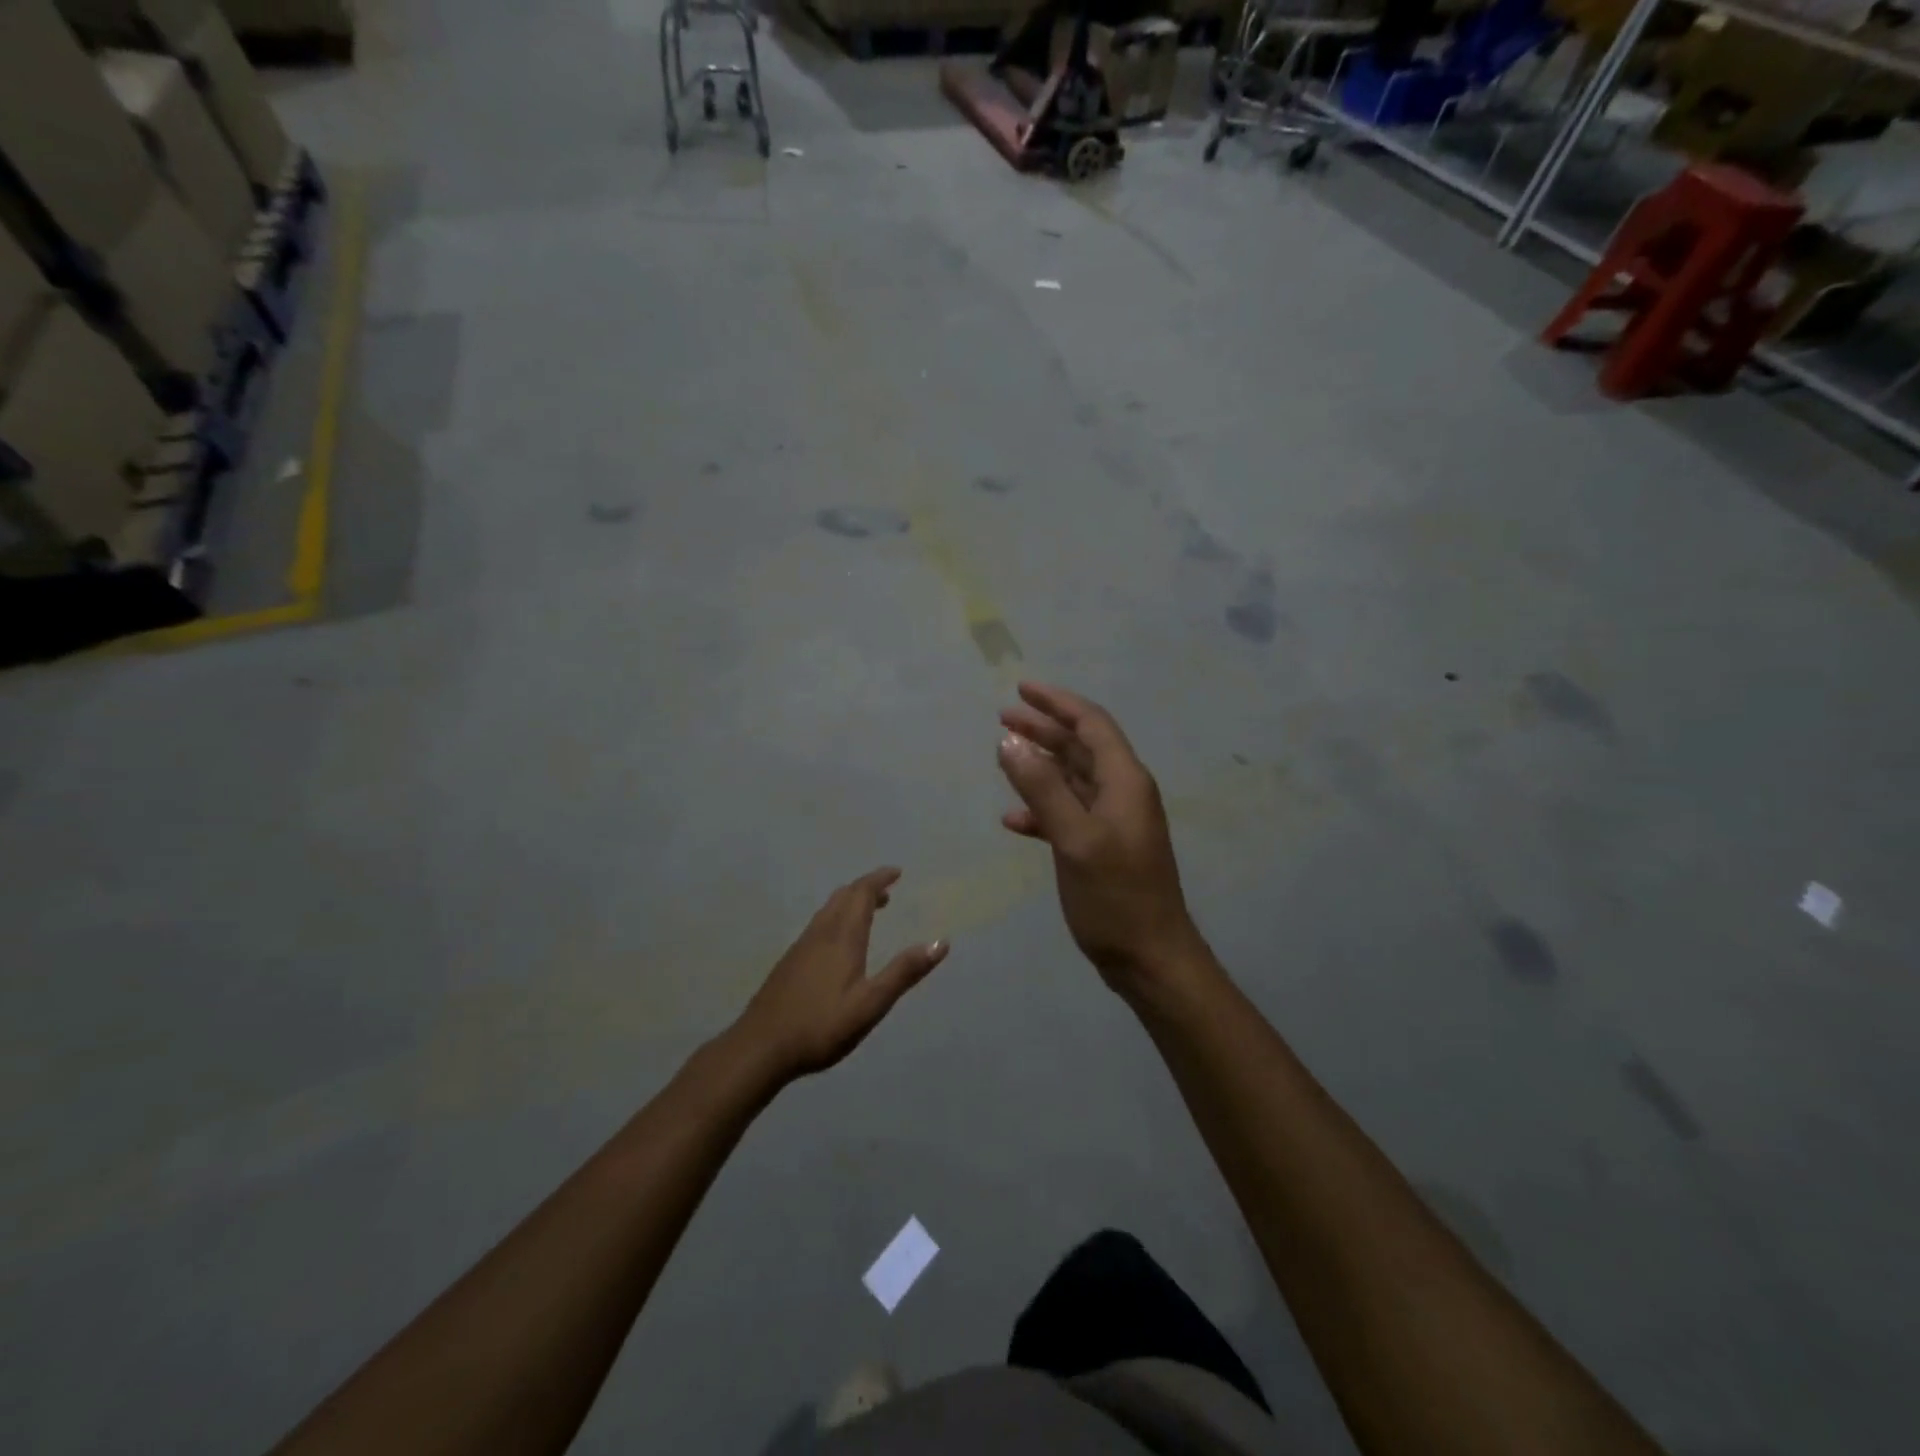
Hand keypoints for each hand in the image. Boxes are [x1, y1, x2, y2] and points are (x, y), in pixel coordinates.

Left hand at [731, 868, 947, 1083]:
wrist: (761, 1046)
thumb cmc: (821, 1026)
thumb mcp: (871, 1004)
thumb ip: (904, 972)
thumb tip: (940, 942)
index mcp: (843, 937)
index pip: (862, 894)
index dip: (879, 879)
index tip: (897, 872)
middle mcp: (821, 933)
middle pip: (844, 896)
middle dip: (866, 888)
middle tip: (888, 891)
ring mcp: (801, 946)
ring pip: (828, 909)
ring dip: (851, 902)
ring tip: (869, 911)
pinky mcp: (790, 961)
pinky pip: (819, 923)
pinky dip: (837, 917)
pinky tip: (838, 942)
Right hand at [997, 683, 1205, 990]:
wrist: (1149, 957)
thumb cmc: (1116, 896)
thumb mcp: (1074, 839)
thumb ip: (1042, 788)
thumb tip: (1009, 741)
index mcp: (1124, 781)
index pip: (1091, 724)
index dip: (1057, 702)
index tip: (1021, 689)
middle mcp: (1121, 792)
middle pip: (1080, 747)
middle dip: (1043, 729)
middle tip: (1003, 717)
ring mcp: (1112, 821)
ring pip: (1072, 779)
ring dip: (1039, 765)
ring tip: (1002, 756)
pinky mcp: (1101, 847)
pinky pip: (1067, 813)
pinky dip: (1041, 809)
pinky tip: (1013, 820)